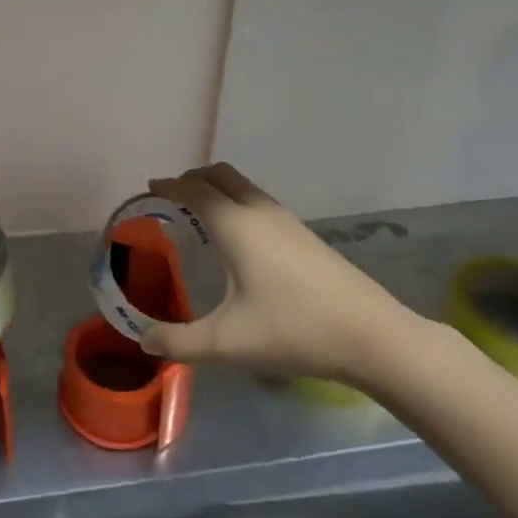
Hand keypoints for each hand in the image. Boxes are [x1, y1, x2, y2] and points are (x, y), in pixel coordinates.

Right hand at [140, 163, 418, 385]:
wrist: (373, 337)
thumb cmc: (294, 330)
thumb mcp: (228, 342)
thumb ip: (180, 342)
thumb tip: (144, 341)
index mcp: (235, 224)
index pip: (193, 189)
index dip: (168, 186)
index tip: (148, 190)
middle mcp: (258, 211)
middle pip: (219, 175)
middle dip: (191, 179)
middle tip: (170, 199)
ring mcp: (286, 220)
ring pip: (242, 185)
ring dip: (216, 188)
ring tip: (199, 214)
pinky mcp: (304, 234)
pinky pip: (258, 200)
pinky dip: (236, 201)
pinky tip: (238, 237)